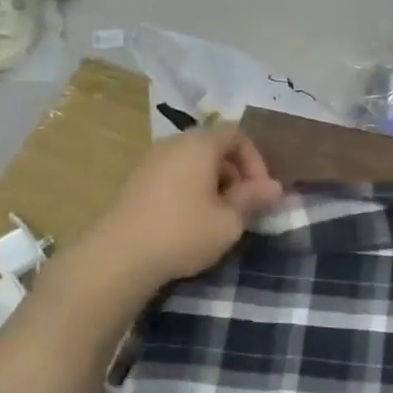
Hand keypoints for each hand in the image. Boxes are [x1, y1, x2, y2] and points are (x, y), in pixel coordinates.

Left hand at [82, 127, 284, 292]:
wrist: (118, 258)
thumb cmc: (183, 232)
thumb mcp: (229, 220)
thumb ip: (254, 199)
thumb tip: (274, 187)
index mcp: (199, 144)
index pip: (237, 134)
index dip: (256, 160)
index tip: (260, 192)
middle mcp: (173, 144)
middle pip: (214, 147)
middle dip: (235, 174)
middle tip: (243, 207)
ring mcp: (150, 162)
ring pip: (193, 163)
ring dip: (213, 185)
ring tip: (218, 218)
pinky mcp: (135, 183)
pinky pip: (173, 176)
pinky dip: (189, 191)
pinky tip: (190, 223)